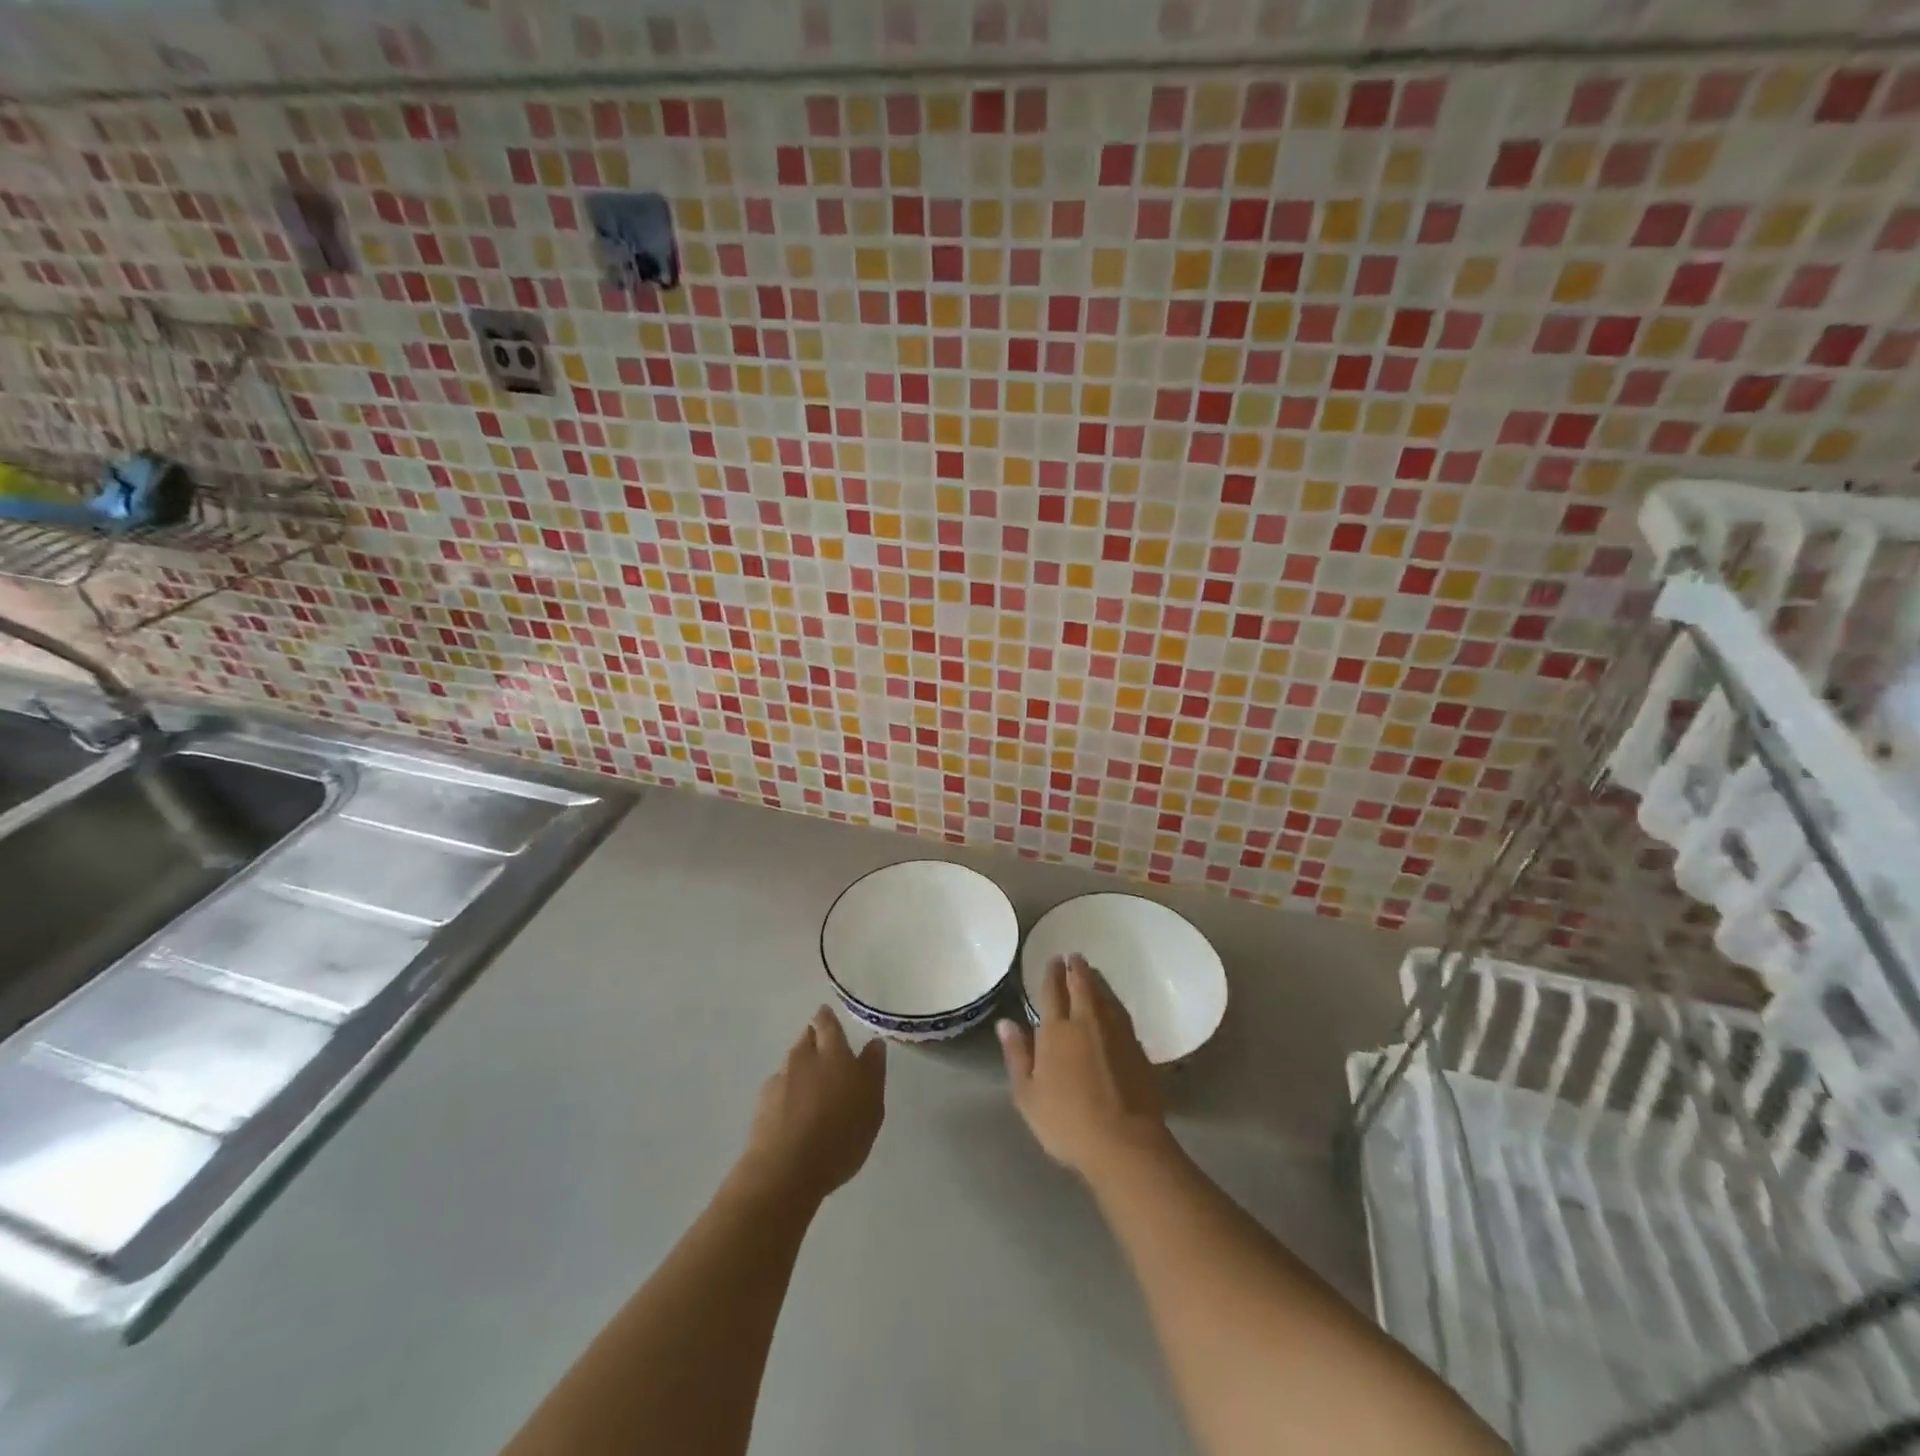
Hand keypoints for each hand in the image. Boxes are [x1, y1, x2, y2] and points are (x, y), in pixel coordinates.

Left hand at [737, 1006, 886, 1204]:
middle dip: (814, 1038)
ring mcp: (780, 1080)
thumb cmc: (840, 1137)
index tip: (828, 1016)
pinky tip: (793, 1110)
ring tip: (811, 1085)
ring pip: (792, 1061)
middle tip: (825, 1051)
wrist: (785, 1171)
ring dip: (801, 1066)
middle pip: (807, 1037)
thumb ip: (873, 1071)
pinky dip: (787, 1091)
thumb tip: (874, 1043)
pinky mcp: (762, 1103)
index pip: (828, 1023)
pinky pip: (778, 1087)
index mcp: (834, 1054)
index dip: (827, 1018)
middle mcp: (804, 1058)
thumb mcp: (872, 1107)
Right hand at [998, 955, 1171, 1183]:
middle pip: (1082, 986)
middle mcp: (1086, 1022)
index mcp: (1056, 1030)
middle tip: (1073, 957)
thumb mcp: (1028, 1095)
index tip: (1053, 959)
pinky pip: (1120, 1012)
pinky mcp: (1137, 1047)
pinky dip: (1113, 1001)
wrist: (1124, 1142)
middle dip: (1076, 969)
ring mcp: (1116, 1032)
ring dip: (1096, 980)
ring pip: (1104, 996)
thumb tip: (1006, 1022)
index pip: (1052, 992)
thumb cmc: (1067, 1122)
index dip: (1052, 974)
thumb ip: (1017, 1055)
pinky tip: (1112, 1005)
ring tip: (1091, 972)